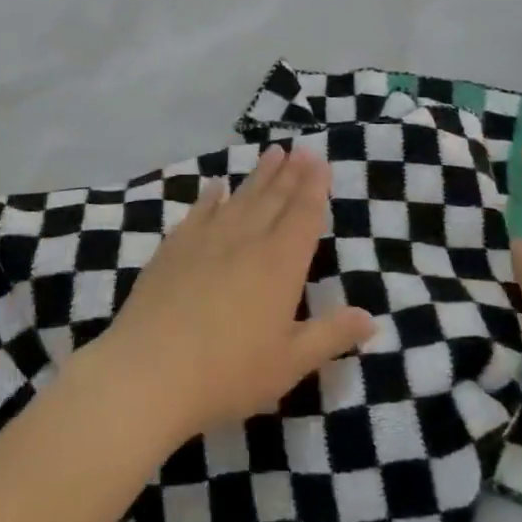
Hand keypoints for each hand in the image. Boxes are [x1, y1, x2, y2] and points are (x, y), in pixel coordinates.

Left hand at [89, 145, 375, 442]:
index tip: (319, 161)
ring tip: (272, 153)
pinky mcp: (175, 247)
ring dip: (259, 175)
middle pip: (274, 198)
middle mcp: (247, 240)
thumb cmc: (228, 373)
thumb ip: (330, 336)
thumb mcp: (289, 363)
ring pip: (241, 197)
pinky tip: (216, 185)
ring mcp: (208, 239)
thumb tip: (371, 318)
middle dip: (291, 173)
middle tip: (301, 148)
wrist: (150, 371)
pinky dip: (211, 195)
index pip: (304, 215)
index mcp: (280, 264)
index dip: (314, 187)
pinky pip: (200, 210)